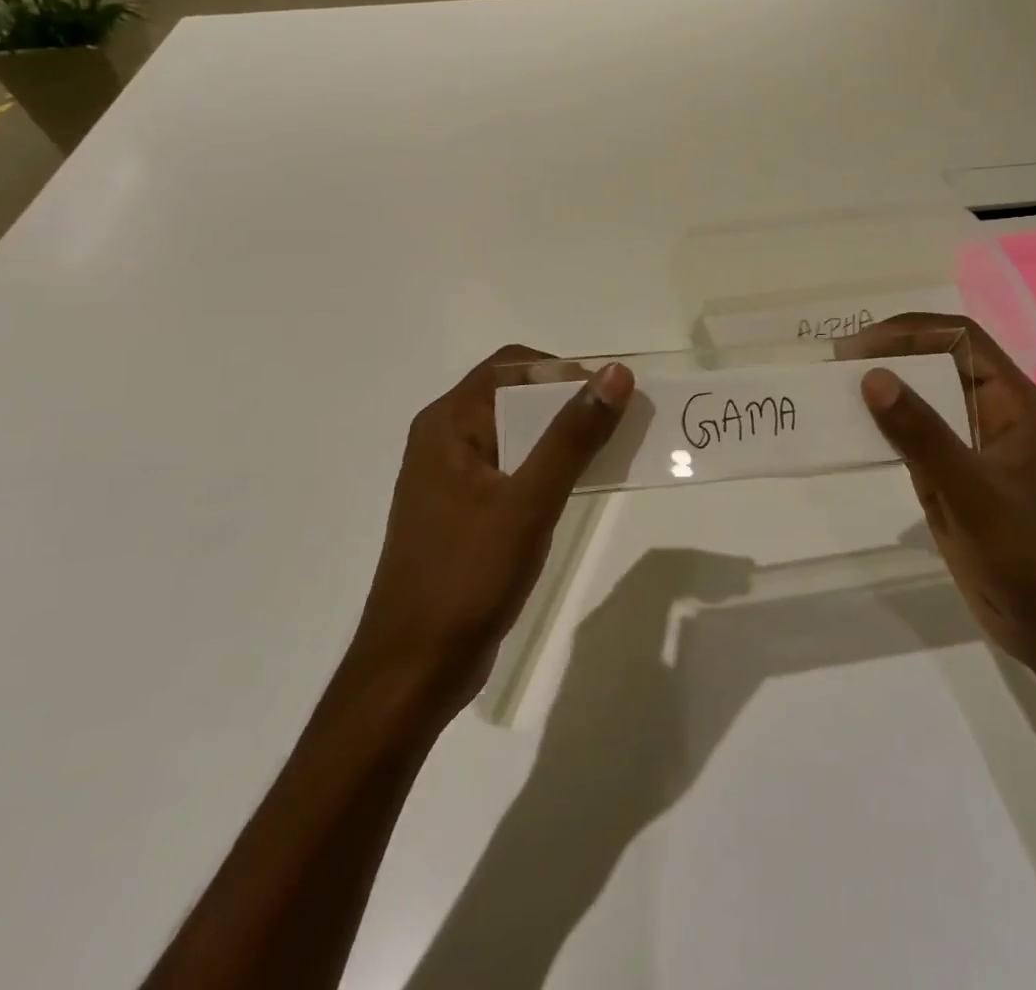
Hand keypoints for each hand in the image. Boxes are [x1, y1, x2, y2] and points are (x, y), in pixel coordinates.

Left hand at [353, 347, 633, 715]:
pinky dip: (548, 467)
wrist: (414, 671)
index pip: (512, 366)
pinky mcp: (464, 512)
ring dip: (562, 436)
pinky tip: (579, 486)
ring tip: (611, 451)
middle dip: (569, 402)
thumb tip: (615, 374)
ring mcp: (452, 479)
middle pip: (515, 396)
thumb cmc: (467, 576)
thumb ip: (573, 435)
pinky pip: (513, 469)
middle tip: (621, 422)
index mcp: (448, 424)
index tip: (610, 393)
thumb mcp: (529, 501)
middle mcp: (445, 440)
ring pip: (517, 434)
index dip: (563, 369)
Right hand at [850, 314, 1035, 667]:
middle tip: (837, 363)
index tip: (860, 346)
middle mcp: (992, 413)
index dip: (910, 331)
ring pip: (924, 400)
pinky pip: (915, 439)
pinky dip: (884, 429)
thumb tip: (872, 376)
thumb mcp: (971, 490)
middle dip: (891, 355)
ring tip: (834, 390)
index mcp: (1012, 401)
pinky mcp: (955, 477)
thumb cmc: (1027, 551)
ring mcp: (972, 446)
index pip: (959, 338)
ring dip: (884, 392)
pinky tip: (852, 432)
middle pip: (938, 363)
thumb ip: (922, 433)